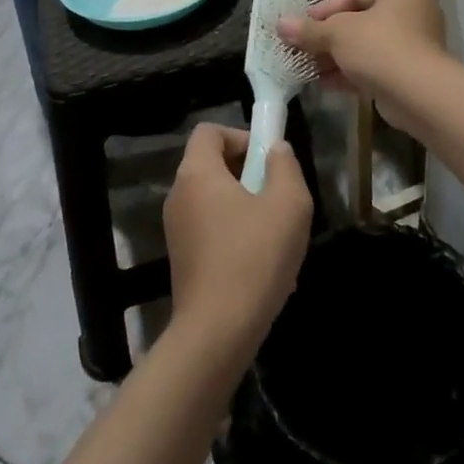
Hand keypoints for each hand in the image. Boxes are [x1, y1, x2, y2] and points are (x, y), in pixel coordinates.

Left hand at [164, 124, 312, 359]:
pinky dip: (232, 232)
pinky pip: (209, 228)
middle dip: (246, 172)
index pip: (209, 131)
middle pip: (210, 164)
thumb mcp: (288, 204)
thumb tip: (276, 150)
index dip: (239, 136)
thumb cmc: (254, 258)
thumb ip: (285, 166)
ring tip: (273, 232)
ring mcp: (175, 229)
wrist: (217, 333)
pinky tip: (259, 263)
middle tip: (276, 196)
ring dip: (243, 205)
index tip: (266, 160)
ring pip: (212, 199)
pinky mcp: (181, 259)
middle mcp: (178, 195)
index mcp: (197, 173)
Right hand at [278, 0, 448, 135]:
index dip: (324, 9)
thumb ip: (310, 29)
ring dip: (336, 57)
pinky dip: (351, 73)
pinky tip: (324, 84)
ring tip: (307, 68)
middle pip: (360, 20)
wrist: (420, 96)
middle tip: (301, 47)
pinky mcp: (411, 73)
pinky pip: (375, 67)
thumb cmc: (380, 47)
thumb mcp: (338, 33)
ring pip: (366, 46)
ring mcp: (414, 44)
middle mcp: (413, 11)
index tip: (301, 24)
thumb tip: (280, 24)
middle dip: (328, 37)